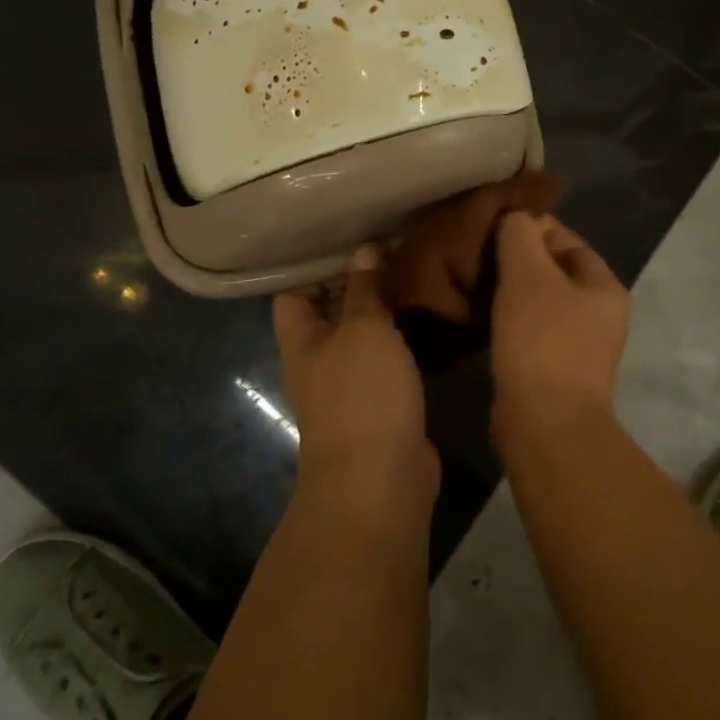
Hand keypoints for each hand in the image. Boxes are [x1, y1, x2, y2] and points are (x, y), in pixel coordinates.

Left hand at [273, 249, 437, 501]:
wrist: (381, 479)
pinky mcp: (381, 407)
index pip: (292, 294)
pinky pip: (388, 364)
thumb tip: (364, 249)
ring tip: (414, 277)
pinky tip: (426, 322)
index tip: (350, 241)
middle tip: (393, 251)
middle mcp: (319, 363)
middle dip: (358, 286)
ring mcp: (349, 388)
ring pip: (363, 339)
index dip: (315, 268)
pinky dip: (402, 343)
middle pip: (330, 315)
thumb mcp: (363, 328)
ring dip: (384, 314)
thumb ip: (364, 288)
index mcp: (301, 342)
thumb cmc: (361, 394)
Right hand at [489, 213, 629, 446]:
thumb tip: (515, 215)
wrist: (545, 424)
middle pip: (554, 270)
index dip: (532, 227)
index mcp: (604, 286)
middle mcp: (599, 314)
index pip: (567, 239)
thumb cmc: (542, 340)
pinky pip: (532, 330)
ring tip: (474, 280)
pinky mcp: (556, 370)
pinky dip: (509, 319)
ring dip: (511, 291)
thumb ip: (520, 235)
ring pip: (540, 302)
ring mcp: (580, 346)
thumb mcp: (528, 275)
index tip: (493, 226)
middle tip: (478, 253)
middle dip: (518, 259)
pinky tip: (481, 315)